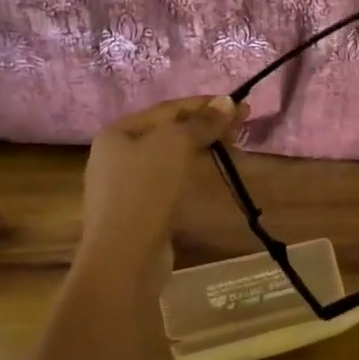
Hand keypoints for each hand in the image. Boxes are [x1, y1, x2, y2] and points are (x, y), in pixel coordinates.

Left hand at [80, 96, 246, 281]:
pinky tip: (209, 176)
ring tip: (231, 148)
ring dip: (200, 150)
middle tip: (241, 127)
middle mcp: (117, 156)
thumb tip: (227, 102)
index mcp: (118, 133)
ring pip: (169, 159)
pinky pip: (169, 183)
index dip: (205, 105)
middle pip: (168, 133)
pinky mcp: (140, 213)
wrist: (124, 257)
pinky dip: (191, 175)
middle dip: (204, 127)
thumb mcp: (174, 145)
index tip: (240, 105)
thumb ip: (200, 122)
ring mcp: (126, 187)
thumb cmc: (144, 191)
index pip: (168, 109)